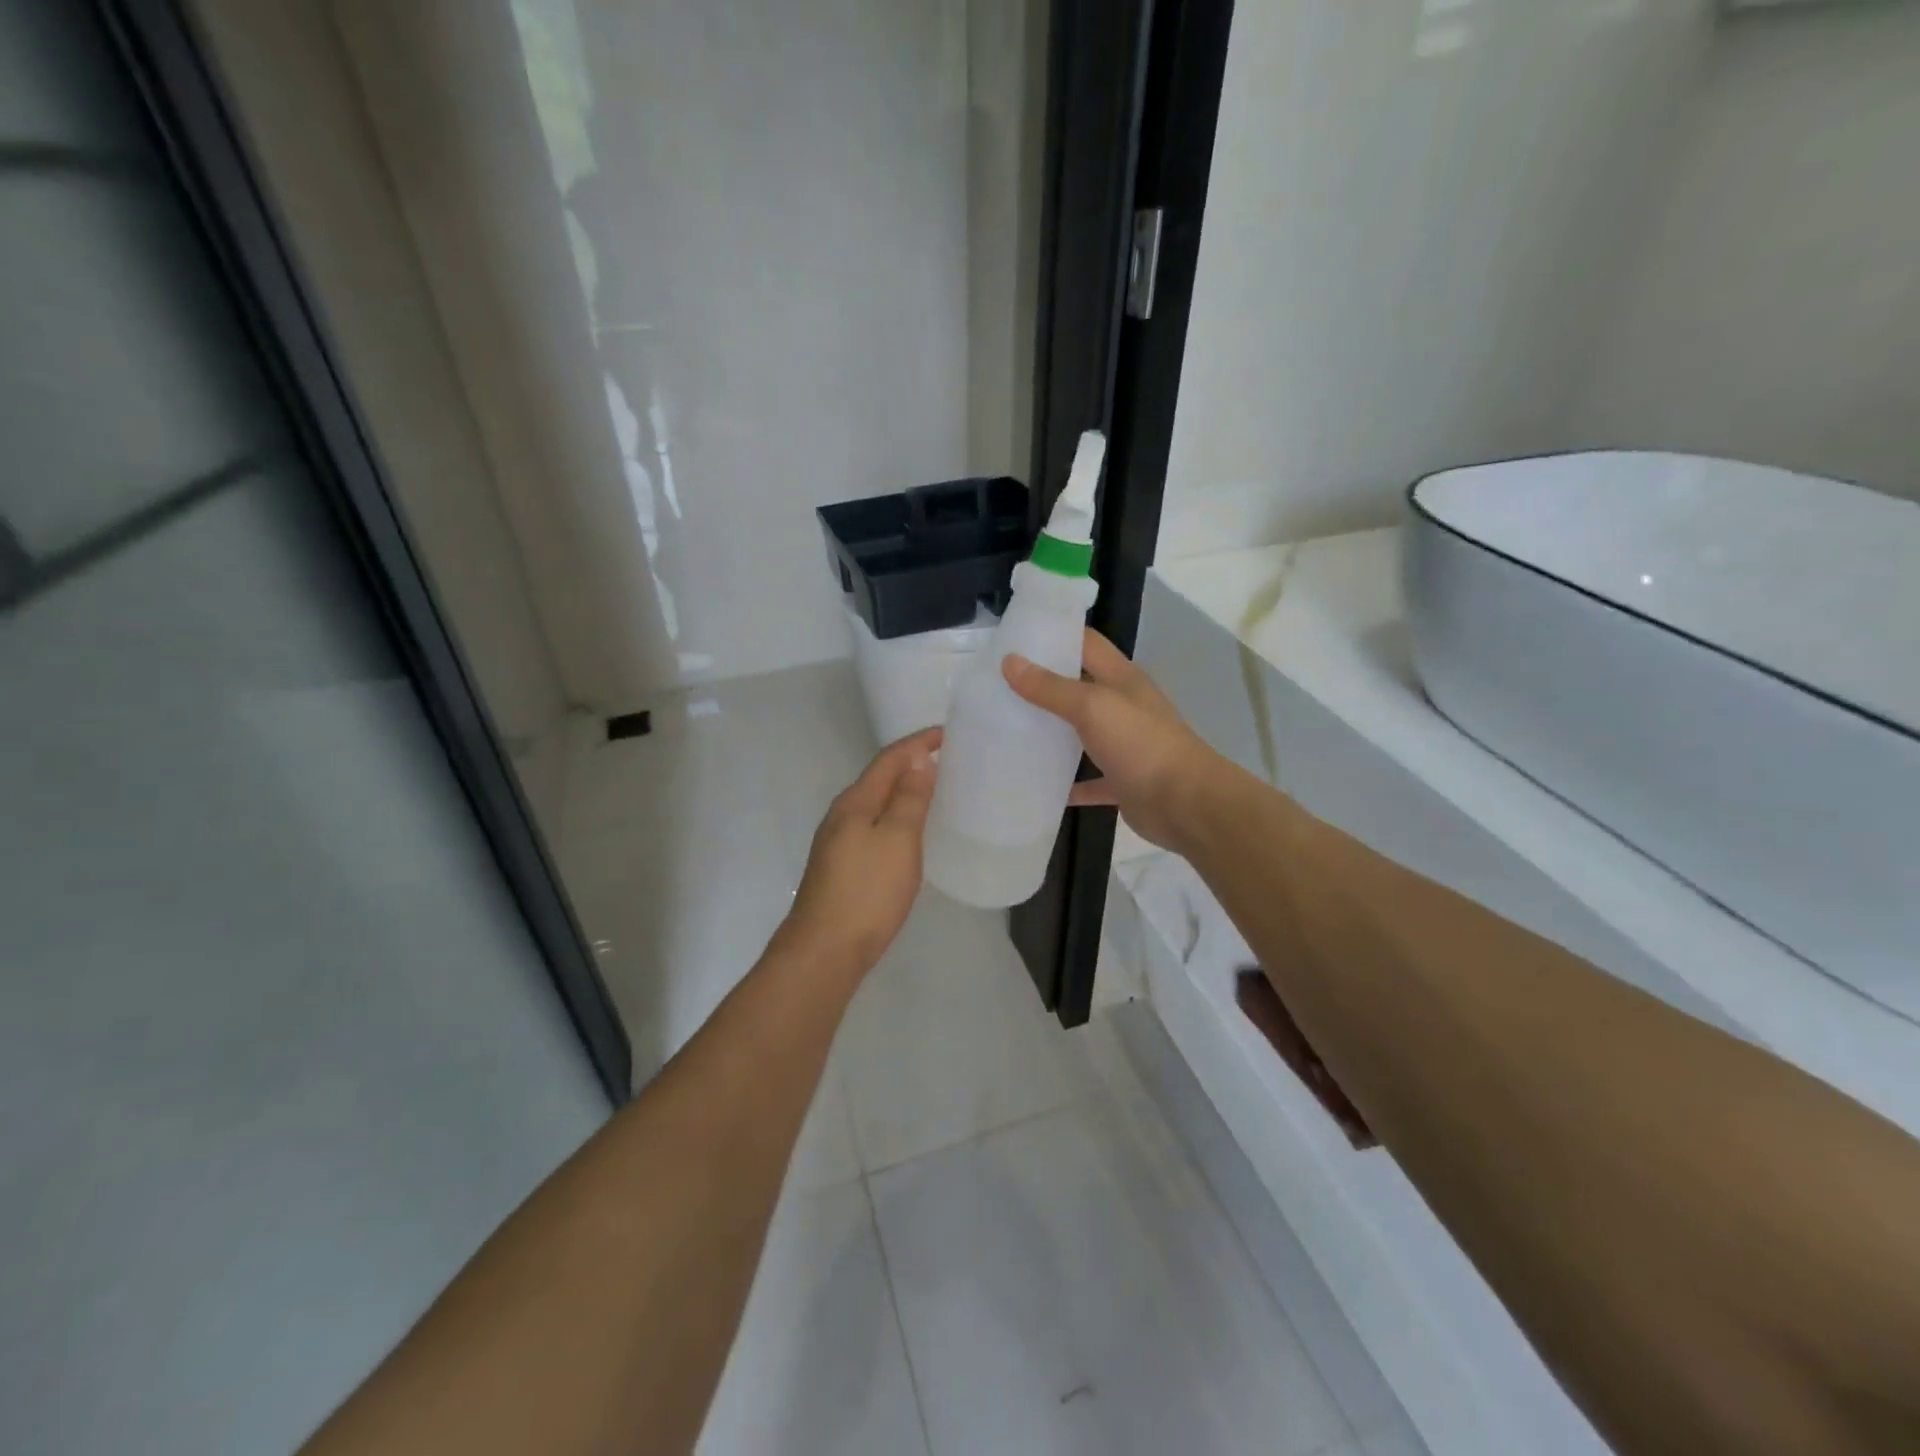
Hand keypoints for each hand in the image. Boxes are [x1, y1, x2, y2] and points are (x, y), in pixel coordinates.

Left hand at [778, 727, 940, 974]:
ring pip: (874, 804)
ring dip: (901, 791)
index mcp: (855, 802)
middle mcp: (841, 815)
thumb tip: (917, 759)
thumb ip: (909, 798)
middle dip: (909, 764)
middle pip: (878, 778)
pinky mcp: (840, 867)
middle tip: (944, 760)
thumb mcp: (898, 840)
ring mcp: (836, 842)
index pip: (889, 759)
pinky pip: (872, 826)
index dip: (917, 743)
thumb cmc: (868, 892)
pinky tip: (907, 833)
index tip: (945, 734)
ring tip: (931, 790)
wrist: (824, 950)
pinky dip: (894, 817)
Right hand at [1003, 629, 1220, 850]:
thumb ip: (1051, 687)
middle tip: (998, 685)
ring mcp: (1124, 744)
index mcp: (1121, 678)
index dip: (1054, 635)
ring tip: (1007, 729)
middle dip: (1043, 685)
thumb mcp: (1093, 707)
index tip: (1014, 637)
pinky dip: (1066, 782)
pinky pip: (1088, 779)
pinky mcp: (1122, 780)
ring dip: (1052, 733)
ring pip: (1081, 733)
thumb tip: (1009, 661)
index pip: (1086, 643)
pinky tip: (1036, 784)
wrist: (1185, 804)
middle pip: (1079, 686)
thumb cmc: (1140, 744)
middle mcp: (1123, 706)